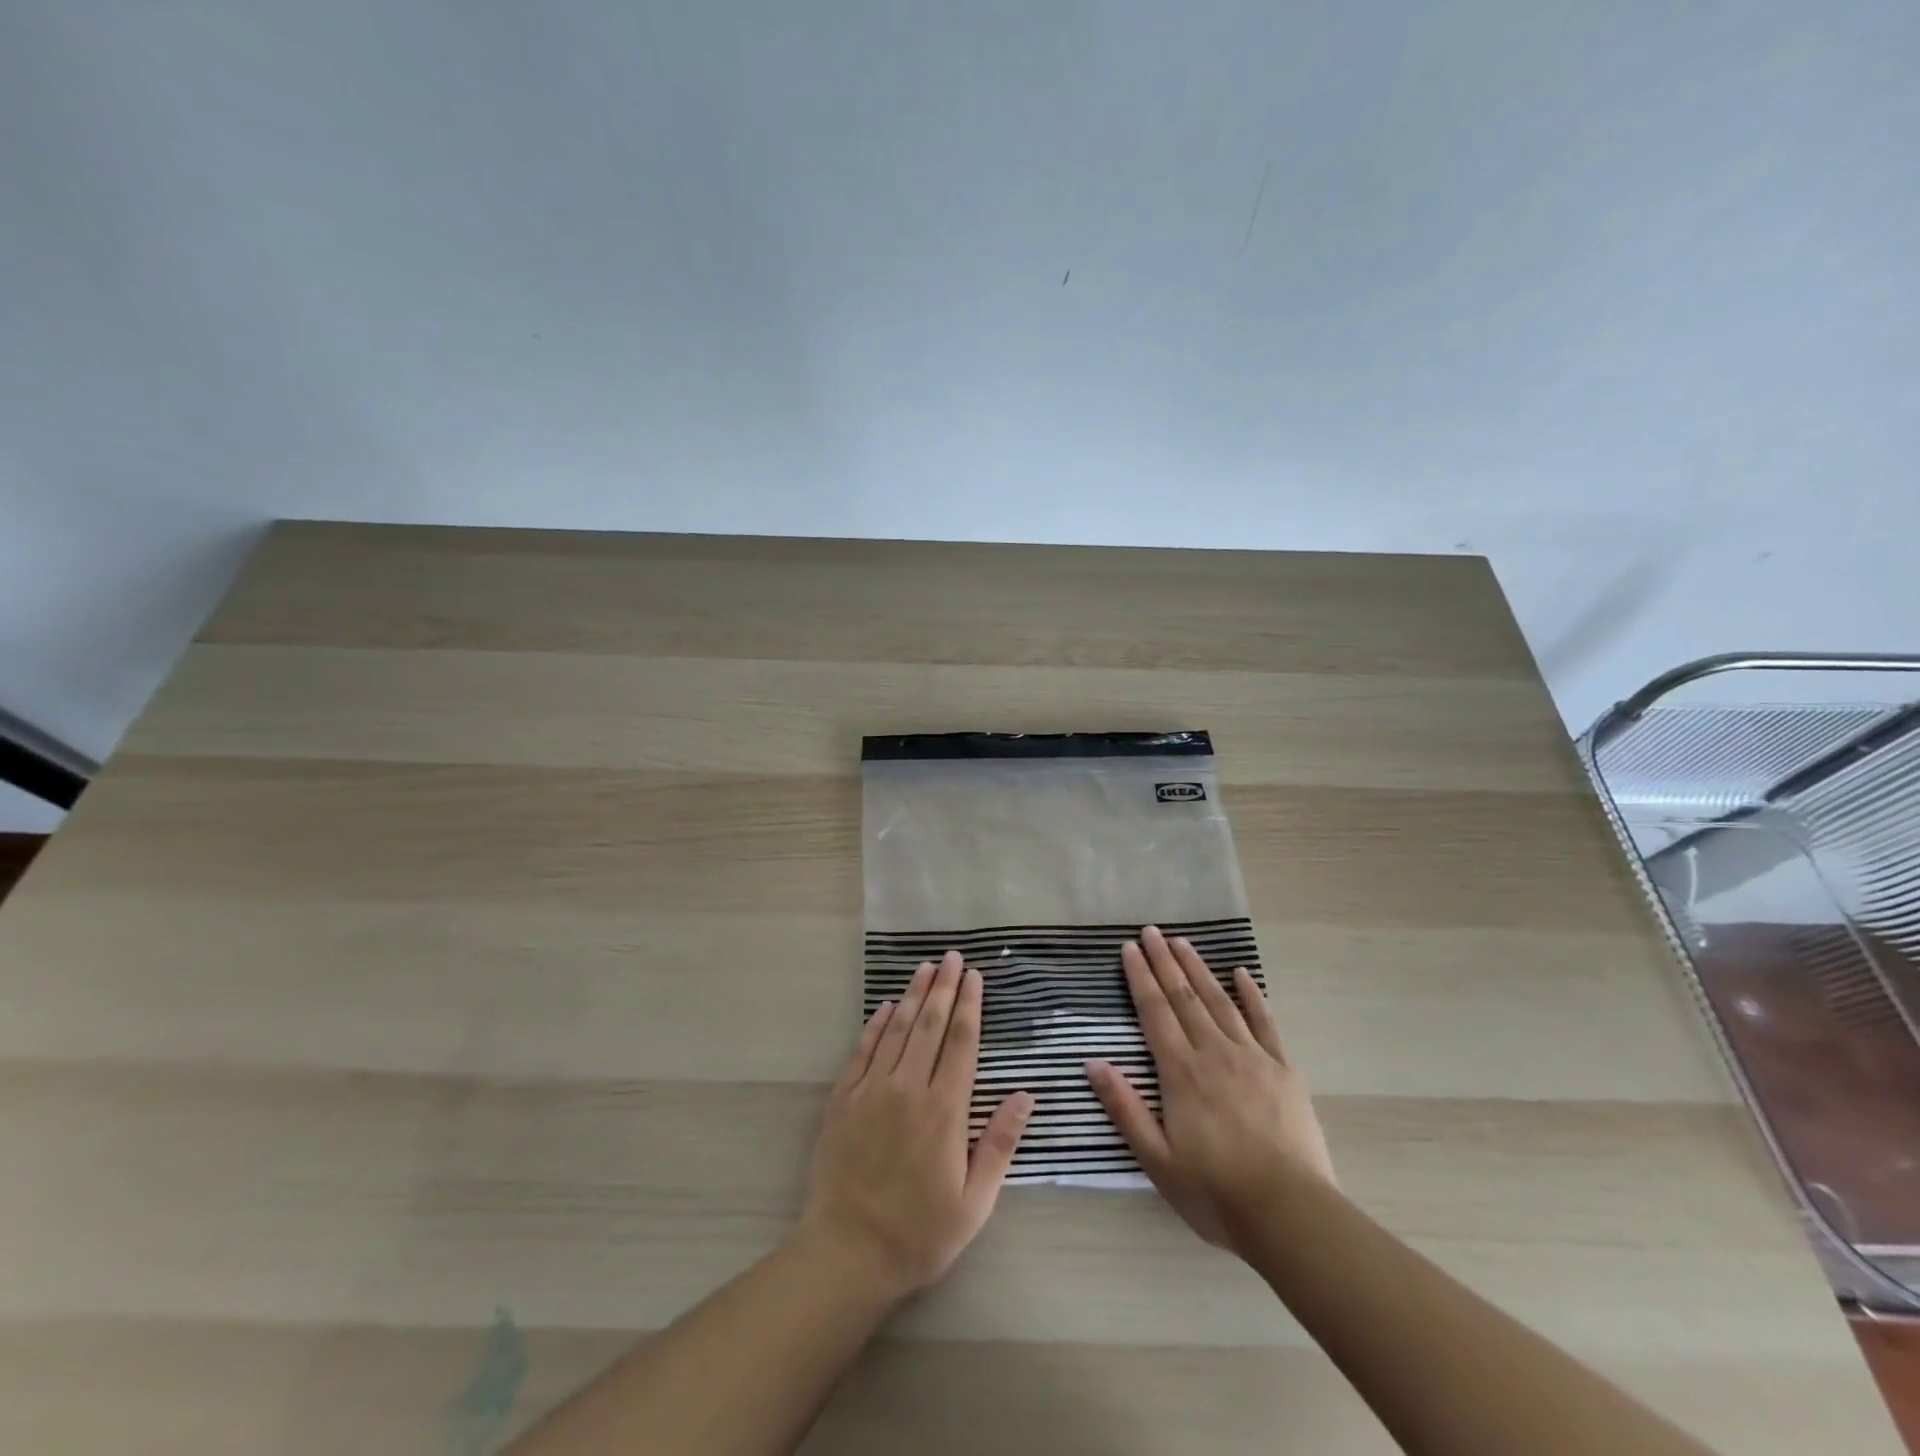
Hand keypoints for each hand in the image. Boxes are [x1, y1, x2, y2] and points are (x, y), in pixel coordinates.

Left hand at [799, 952, 1033, 1298]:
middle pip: (929, 1025)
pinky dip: (876, 1024)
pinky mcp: (843, 1099)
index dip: (970, 1006)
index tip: (975, 977)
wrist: (847, 1253)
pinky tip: (885, 1006)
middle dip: (944, 988)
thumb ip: (999, 1143)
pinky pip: (862, 1050)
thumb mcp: (974, 1202)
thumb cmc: (919, 1233)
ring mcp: (872, 1090)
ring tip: (925, 968)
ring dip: (913, 995)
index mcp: (945, 1110)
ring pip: (896, 1030)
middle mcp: (909, 1088)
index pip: (961, 1042)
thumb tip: (1025, 1095)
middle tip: (953, 957)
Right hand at [1087, 925, 1333, 1253]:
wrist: (1290, 1214)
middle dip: (1165, 962)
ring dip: (1199, 970)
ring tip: (1183, 942)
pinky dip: (1251, 995)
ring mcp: (1252, 1057)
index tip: (1129, 948)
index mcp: (1181, 1072)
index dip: (1140, 977)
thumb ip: (1125, 1108)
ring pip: (1219, 1001)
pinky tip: (1241, 973)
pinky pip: (1265, 1022)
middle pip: (1184, 997)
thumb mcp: (1157, 1160)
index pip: (1155, 1012)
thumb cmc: (1215, 1192)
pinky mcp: (1283, 1069)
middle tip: (1152, 931)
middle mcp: (1213, 1052)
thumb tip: (1094, 1062)